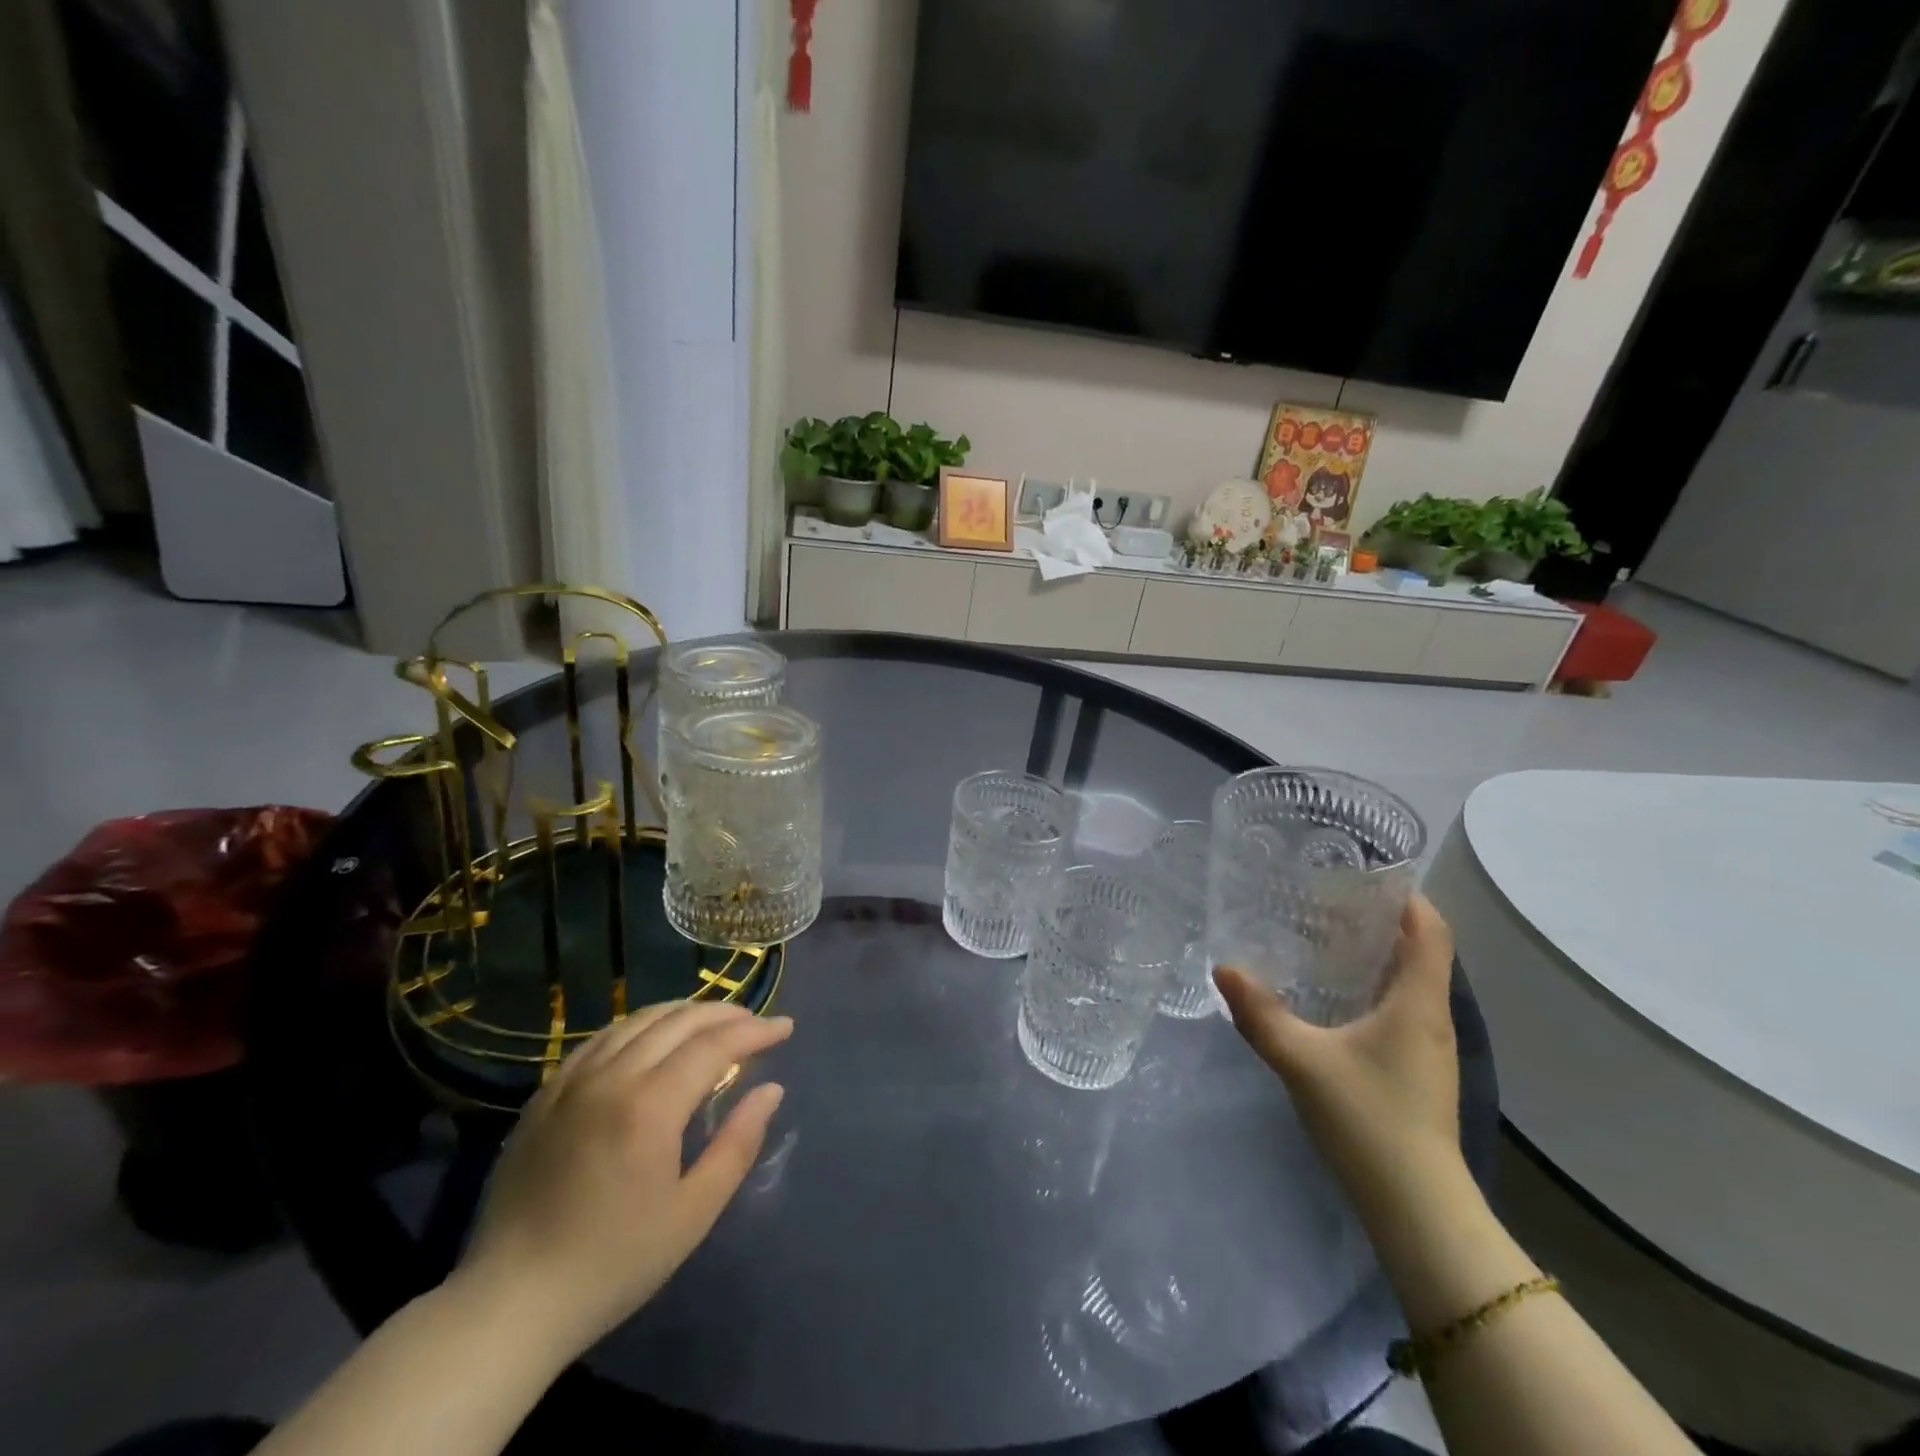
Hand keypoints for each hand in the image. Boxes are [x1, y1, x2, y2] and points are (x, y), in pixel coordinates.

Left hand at [453, 1001, 791, 1361]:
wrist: (510, 1303)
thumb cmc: (613, 1264)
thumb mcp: (693, 1213)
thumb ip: (738, 1144)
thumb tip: (771, 1090)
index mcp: (650, 1106)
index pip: (714, 1044)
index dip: (755, 1030)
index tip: (785, 1028)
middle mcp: (611, 1077)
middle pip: (679, 1020)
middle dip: (725, 1014)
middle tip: (755, 1022)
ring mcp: (572, 1081)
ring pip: (639, 1020)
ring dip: (684, 1013)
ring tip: (712, 1022)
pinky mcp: (546, 1094)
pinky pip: (602, 1038)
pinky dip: (639, 1026)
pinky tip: (652, 1038)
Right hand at [1215, 895, 1462, 1232]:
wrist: (1417, 1208)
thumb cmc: (1368, 1120)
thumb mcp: (1302, 1061)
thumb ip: (1260, 1014)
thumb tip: (1224, 969)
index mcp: (1417, 1003)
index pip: (1430, 930)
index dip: (1406, 895)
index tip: (1363, 874)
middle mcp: (1431, 1016)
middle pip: (1419, 950)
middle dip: (1379, 919)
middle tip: (1325, 898)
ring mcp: (1428, 1047)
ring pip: (1409, 981)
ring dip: (1375, 954)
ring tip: (1322, 936)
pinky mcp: (1417, 1069)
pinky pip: (1399, 1007)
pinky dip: (1371, 986)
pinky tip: (1332, 995)